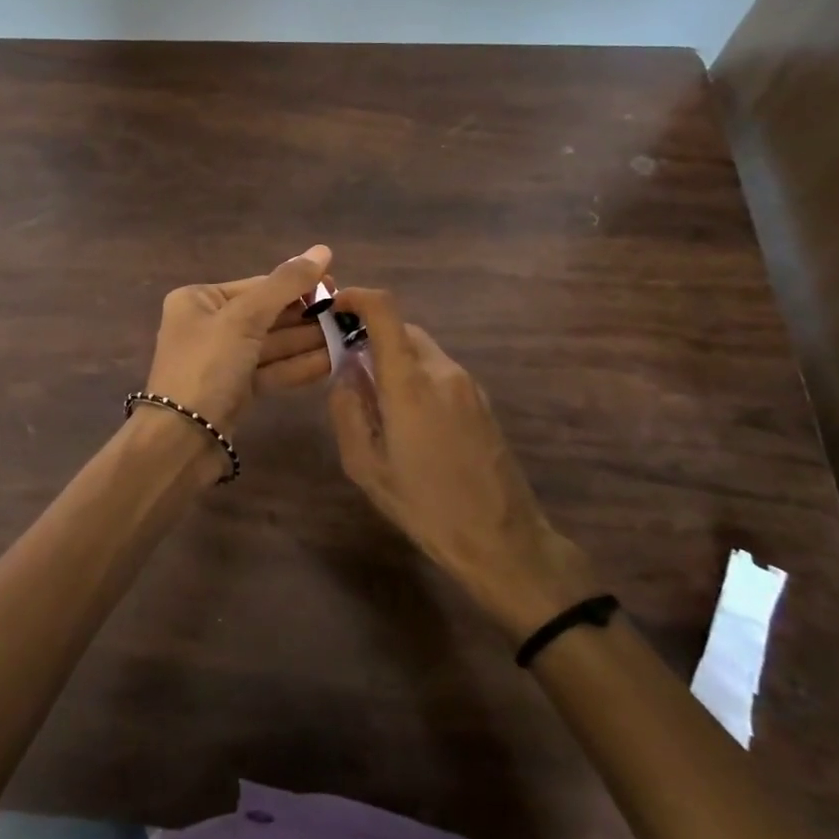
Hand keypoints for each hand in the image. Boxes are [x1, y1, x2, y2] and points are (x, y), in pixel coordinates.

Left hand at [144, 246, 333, 435]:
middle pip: (267, 314)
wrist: (181, 441)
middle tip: (349, 314)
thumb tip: (322, 249)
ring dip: (309, 341)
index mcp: (199, 300)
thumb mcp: (244, 318)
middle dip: (307, 316)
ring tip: (350, 335)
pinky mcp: (235, 390)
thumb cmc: (207, 367)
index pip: (258, 285)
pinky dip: (299, 365)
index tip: (338, 287)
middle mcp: (208, 325)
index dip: (298, 285)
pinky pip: (272, 369)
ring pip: (272, 344)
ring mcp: (222, 359)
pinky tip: (334, 360)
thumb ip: (285, 284)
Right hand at [327, 287, 600, 639]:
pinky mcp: (482, 400)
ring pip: (421, 350)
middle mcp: (442, 370)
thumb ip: (348, 410)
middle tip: (346, 366)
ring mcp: (467, 384)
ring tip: (375, 399)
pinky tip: (408, 417)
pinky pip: (439, 370)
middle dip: (370, 336)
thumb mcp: (366, 466)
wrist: (503, 541)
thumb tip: (346, 372)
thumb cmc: (426, 506)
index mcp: (410, 382)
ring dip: (394, 358)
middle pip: (402, 329)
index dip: (357, 297)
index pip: (385, 311)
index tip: (334, 306)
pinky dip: (415, 375)